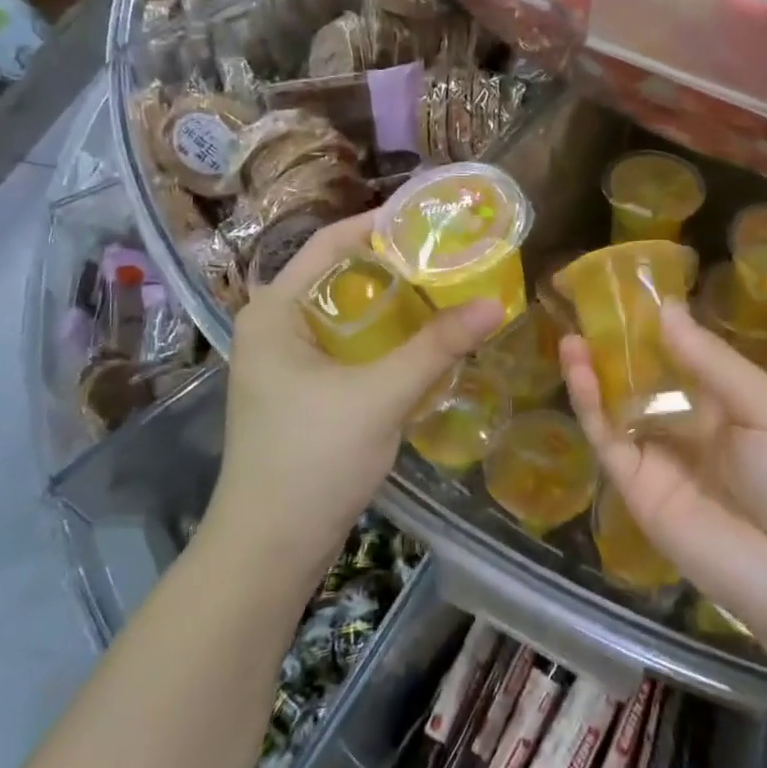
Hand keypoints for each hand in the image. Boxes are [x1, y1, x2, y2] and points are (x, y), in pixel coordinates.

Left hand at [203, 214, 505, 583]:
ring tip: (449, 289)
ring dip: (395, 303)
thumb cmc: (312, 459)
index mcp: (275, 310)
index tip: (433, 217)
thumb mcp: (380, 396)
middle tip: (452, 256)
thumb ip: (437, 347)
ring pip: (350, 313)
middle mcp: (276, 325)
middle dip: (396, 265)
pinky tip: (426, 339)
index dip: (381, 224)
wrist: (270, 549)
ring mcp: (288, 360)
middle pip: (343, 276)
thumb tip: (496, 304)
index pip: (331, 243)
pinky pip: (350, 344)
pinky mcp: (304, 389)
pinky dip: (386, 336)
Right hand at [561, 302, 766, 653]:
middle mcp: (688, 428)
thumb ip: (712, 362)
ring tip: (572, 335)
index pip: (681, 358)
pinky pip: (609, 443)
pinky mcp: (639, 492)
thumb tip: (666, 309)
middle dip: (615, 348)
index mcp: (725, 405)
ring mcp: (661, 461)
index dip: (655, 327)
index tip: (628, 291)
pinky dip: (590, 407)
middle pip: (642, 381)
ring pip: (617, 409)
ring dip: (593, 373)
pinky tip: (581, 371)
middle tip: (587, 308)